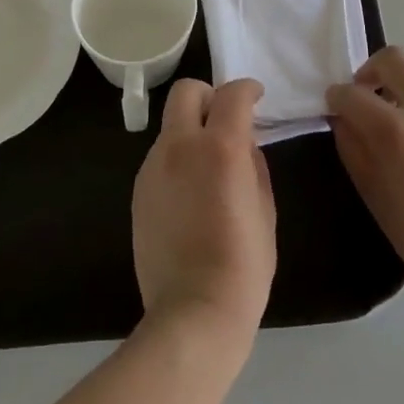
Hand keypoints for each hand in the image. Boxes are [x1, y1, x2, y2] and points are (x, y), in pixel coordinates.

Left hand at [131, 78, 275, 341]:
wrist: (193, 313)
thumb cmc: (243, 264)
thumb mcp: (264, 208)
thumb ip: (253, 163)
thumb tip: (243, 142)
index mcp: (219, 147)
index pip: (232, 95)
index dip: (247, 89)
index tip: (257, 97)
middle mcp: (180, 146)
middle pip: (187, 91)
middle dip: (209, 95)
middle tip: (225, 119)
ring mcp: (153, 167)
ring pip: (172, 126)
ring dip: (192, 131)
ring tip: (209, 167)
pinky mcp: (138, 190)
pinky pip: (161, 157)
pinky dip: (178, 159)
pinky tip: (191, 194)